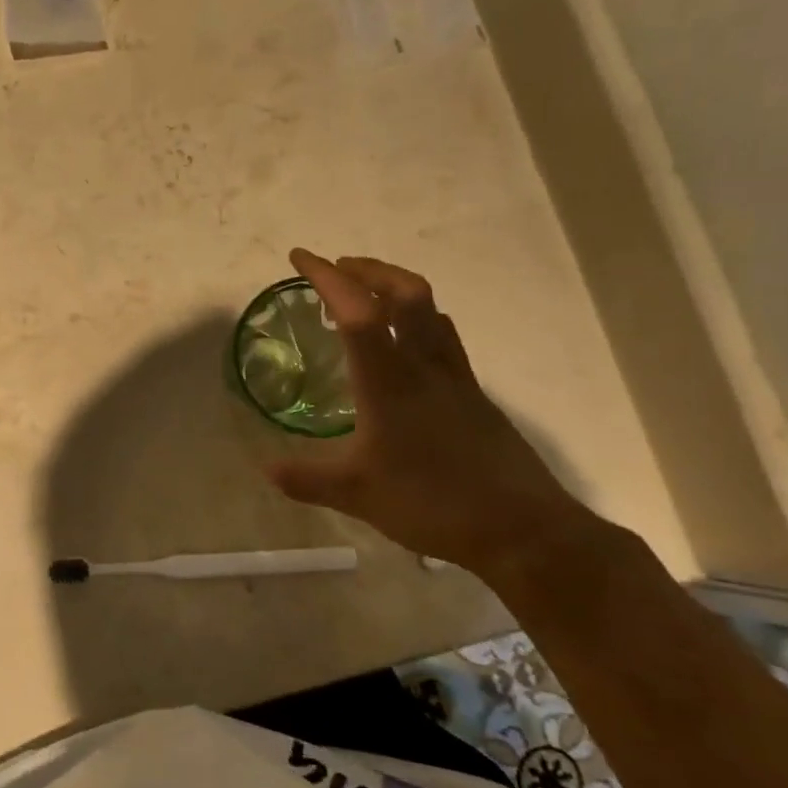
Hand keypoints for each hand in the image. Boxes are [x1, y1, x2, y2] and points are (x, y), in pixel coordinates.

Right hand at [267, 249, 603, 576]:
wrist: (523, 530)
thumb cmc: (434, 504)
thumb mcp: (357, 495)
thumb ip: (307, 478)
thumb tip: (265, 466)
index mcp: (390, 382)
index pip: (358, 312)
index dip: (327, 278)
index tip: (300, 257)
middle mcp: (426, 367)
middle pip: (407, 293)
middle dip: (369, 269)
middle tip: (337, 268)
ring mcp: (456, 379)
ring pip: (432, 310)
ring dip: (396, 289)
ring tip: (367, 297)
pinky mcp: (474, 396)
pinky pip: (444, 339)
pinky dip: (418, 322)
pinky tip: (404, 348)